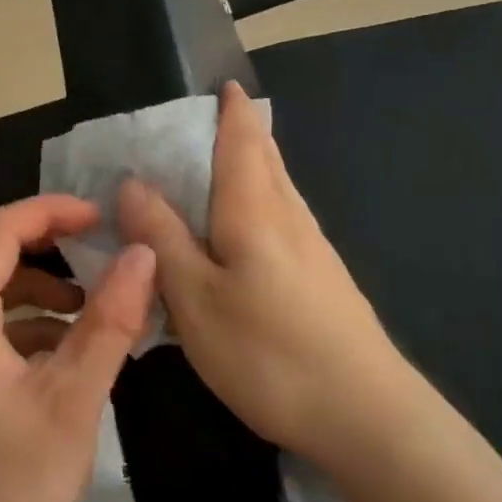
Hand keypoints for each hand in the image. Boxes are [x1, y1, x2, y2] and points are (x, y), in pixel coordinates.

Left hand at [0, 196, 156, 501]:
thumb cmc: (11, 491)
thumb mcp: (74, 401)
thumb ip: (109, 320)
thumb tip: (142, 255)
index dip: (49, 211)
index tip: (99, 217)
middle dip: (22, 229)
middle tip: (77, 241)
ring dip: (15, 271)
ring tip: (76, 299)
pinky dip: (6, 309)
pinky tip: (54, 344)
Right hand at [117, 80, 403, 465]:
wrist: (368, 417)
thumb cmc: (269, 351)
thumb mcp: (195, 297)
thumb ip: (162, 236)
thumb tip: (133, 181)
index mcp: (253, 209)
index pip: (243, 140)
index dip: (233, 109)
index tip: (223, 84)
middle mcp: (288, 216)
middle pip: (266, 157)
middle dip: (243, 131)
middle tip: (210, 119)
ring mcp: (313, 248)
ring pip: (278, 187)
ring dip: (254, 164)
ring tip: (221, 163)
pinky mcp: (323, 278)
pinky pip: (284, 217)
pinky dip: (261, 200)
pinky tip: (248, 227)